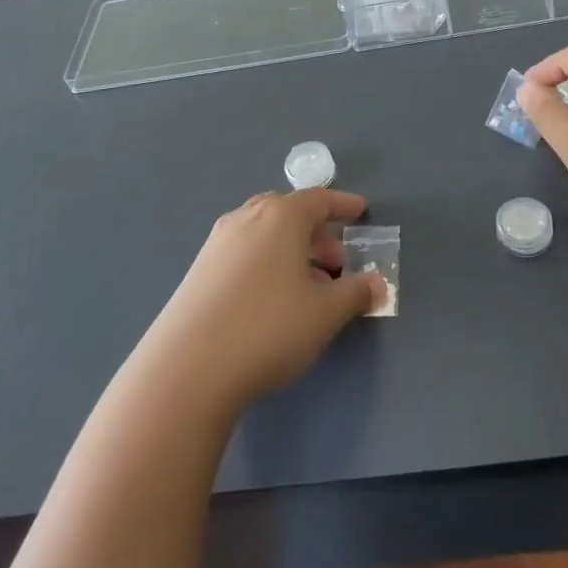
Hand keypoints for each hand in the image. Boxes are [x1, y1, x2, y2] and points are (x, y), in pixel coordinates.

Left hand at [143, 190, 385, 414]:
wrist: (188, 367)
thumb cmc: (269, 328)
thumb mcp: (326, 313)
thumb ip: (356, 293)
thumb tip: (378, 283)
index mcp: (281, 216)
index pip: (319, 200)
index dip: (343, 205)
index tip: (360, 209)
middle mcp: (247, 218)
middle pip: (289, 213)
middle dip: (317, 233)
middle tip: (337, 261)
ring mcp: (218, 243)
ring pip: (264, 233)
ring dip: (291, 250)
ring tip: (308, 286)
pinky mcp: (199, 271)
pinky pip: (244, 253)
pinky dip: (267, 263)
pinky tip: (272, 299)